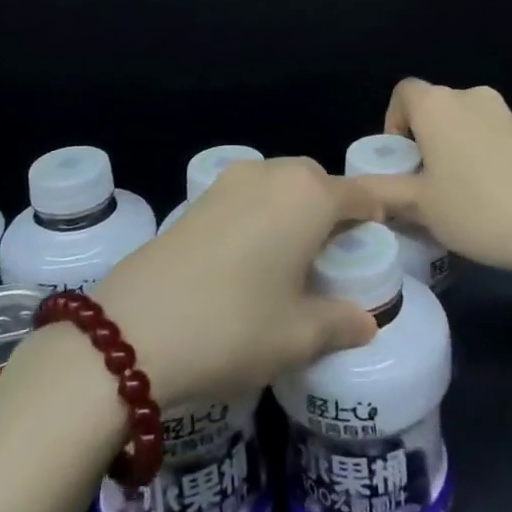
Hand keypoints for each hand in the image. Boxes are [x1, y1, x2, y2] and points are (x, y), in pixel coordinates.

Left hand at [92, 158, 379, 408]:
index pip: (359, 193)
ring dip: (293, 208)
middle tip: (332, 255)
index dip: (375, 215)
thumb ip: (341, 323)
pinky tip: (250, 256)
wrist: (133, 330)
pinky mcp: (197, 198)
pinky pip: (247, 195)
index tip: (378, 243)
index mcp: (308, 196)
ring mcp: (230, 182)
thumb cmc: (235, 327)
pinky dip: (261, 213)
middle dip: (332, 208)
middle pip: (317, 180)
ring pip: (279, 183)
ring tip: (291, 257)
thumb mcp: (298, 336)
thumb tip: (366, 323)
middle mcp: (271, 175)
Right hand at [353, 78, 511, 275]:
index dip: (394, 123)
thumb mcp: (417, 206)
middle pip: (436, 108)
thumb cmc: (475, 210)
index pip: (403, 93)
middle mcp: (472, 96)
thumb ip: (379, 191)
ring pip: (467, 123)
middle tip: (426, 183)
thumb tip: (352, 188)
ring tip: (462, 193)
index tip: (401, 160)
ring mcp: (508, 113)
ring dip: (457, 147)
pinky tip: (495, 195)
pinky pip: (496, 136)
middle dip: (425, 139)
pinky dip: (486, 155)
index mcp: (438, 105)